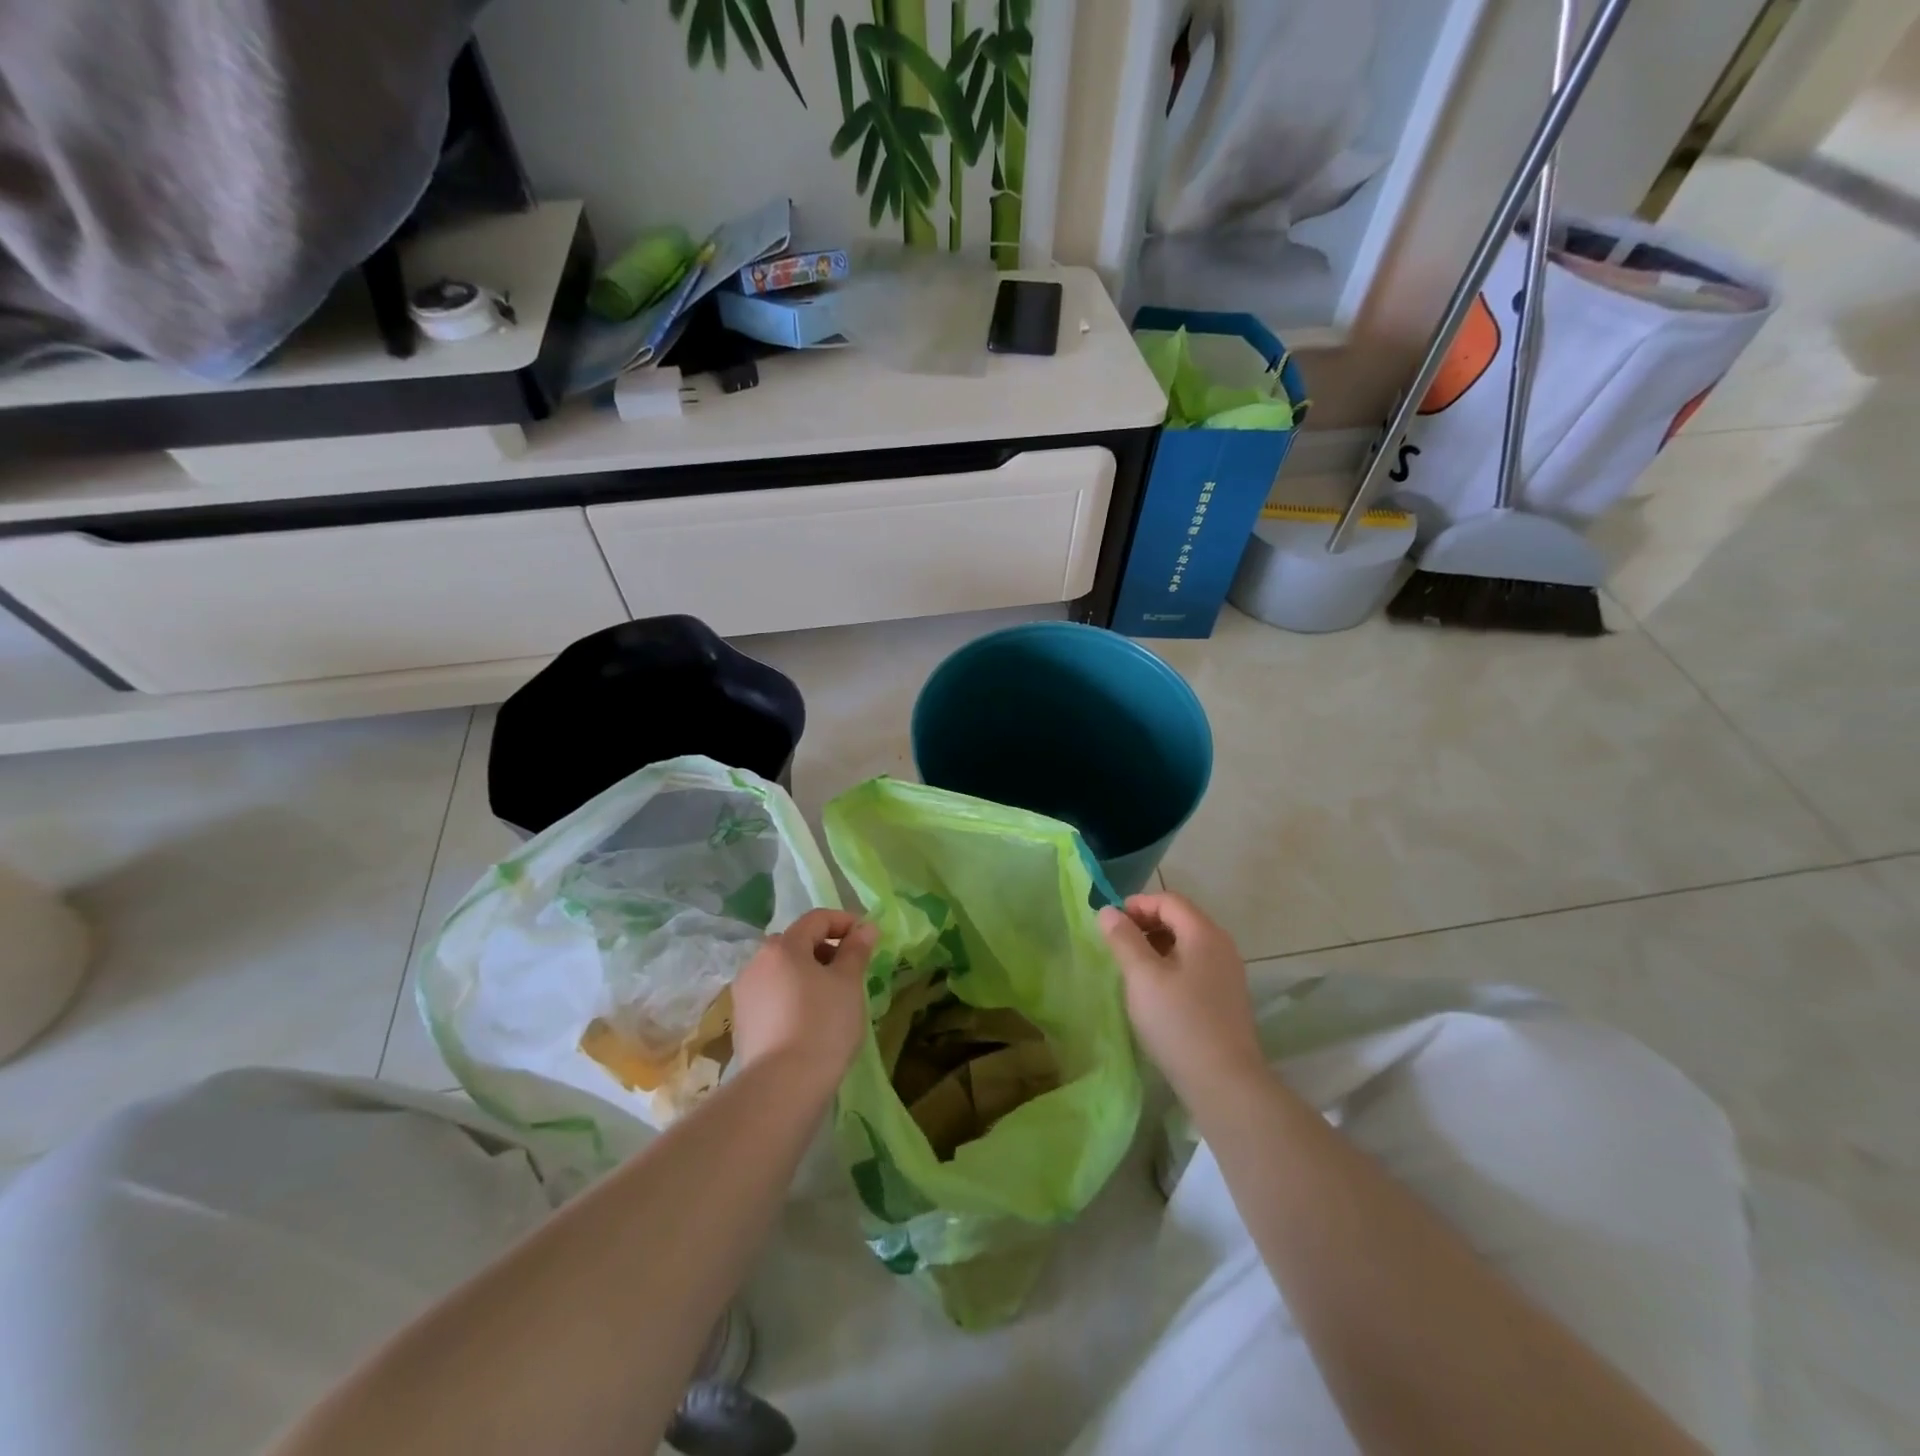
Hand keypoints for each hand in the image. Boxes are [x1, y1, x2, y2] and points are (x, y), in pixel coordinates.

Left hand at [731, 908, 877, 1094]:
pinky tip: (810, 1020)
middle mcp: (756, 962)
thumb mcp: (848, 983)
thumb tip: (866, 927)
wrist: (783, 1086)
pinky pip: (773, 995)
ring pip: (783, 971)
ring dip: (808, 974)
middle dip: (825, 950)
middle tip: (851, 971)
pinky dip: (793, 996)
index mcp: (782, 946)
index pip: (817, 919)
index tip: (867, 938)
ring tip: (833, 998)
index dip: (845, 922)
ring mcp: (744, 993)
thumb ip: (856, 951)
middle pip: (796, 943)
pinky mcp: (742, 1022)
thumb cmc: (823, 1024)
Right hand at [1098, 893, 1266, 1104]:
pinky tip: (1154, 992)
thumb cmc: (1179, 1022)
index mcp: (1204, 933)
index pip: (1169, 901)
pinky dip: (1170, 966)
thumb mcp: (1142, 976)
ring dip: (1156, 947)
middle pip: (1180, 919)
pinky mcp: (1226, 999)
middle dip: (1146, 924)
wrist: (1225, 1083)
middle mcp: (1221, 946)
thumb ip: (1123, 939)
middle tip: (1116, 944)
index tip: (1110, 923)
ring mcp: (1228, 974)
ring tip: (1131, 968)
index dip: (1137, 904)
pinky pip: (1194, 967)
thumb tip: (1108, 911)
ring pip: (1187, 945)